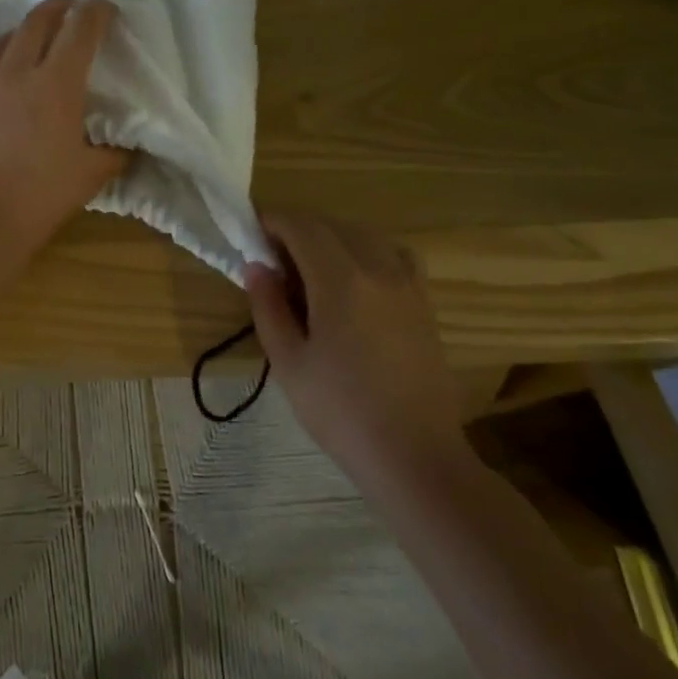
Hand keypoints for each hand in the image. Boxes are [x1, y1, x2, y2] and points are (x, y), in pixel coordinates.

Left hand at [0, 0, 128, 249]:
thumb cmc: (41, 197)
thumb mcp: (90, 176)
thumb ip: (113, 154)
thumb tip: (128, 146)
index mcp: (57, 84)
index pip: (81, 30)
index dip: (96, 12)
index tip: (104, 7)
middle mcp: (15, 71)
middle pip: (37, 21)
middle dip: (57, 6)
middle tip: (68, 4)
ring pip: (0, 43)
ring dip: (21, 34)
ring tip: (29, 39)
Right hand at [242, 212, 467, 482]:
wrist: (414, 455)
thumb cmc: (341, 411)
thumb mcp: (288, 362)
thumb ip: (268, 307)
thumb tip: (256, 266)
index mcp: (341, 281)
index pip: (302, 227)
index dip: (274, 222)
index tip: (252, 235)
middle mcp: (378, 270)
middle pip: (333, 226)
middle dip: (299, 230)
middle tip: (274, 259)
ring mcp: (408, 285)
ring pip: (366, 236)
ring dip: (333, 238)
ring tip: (312, 268)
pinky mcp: (425, 303)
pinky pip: (395, 255)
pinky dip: (369, 252)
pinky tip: (357, 280)